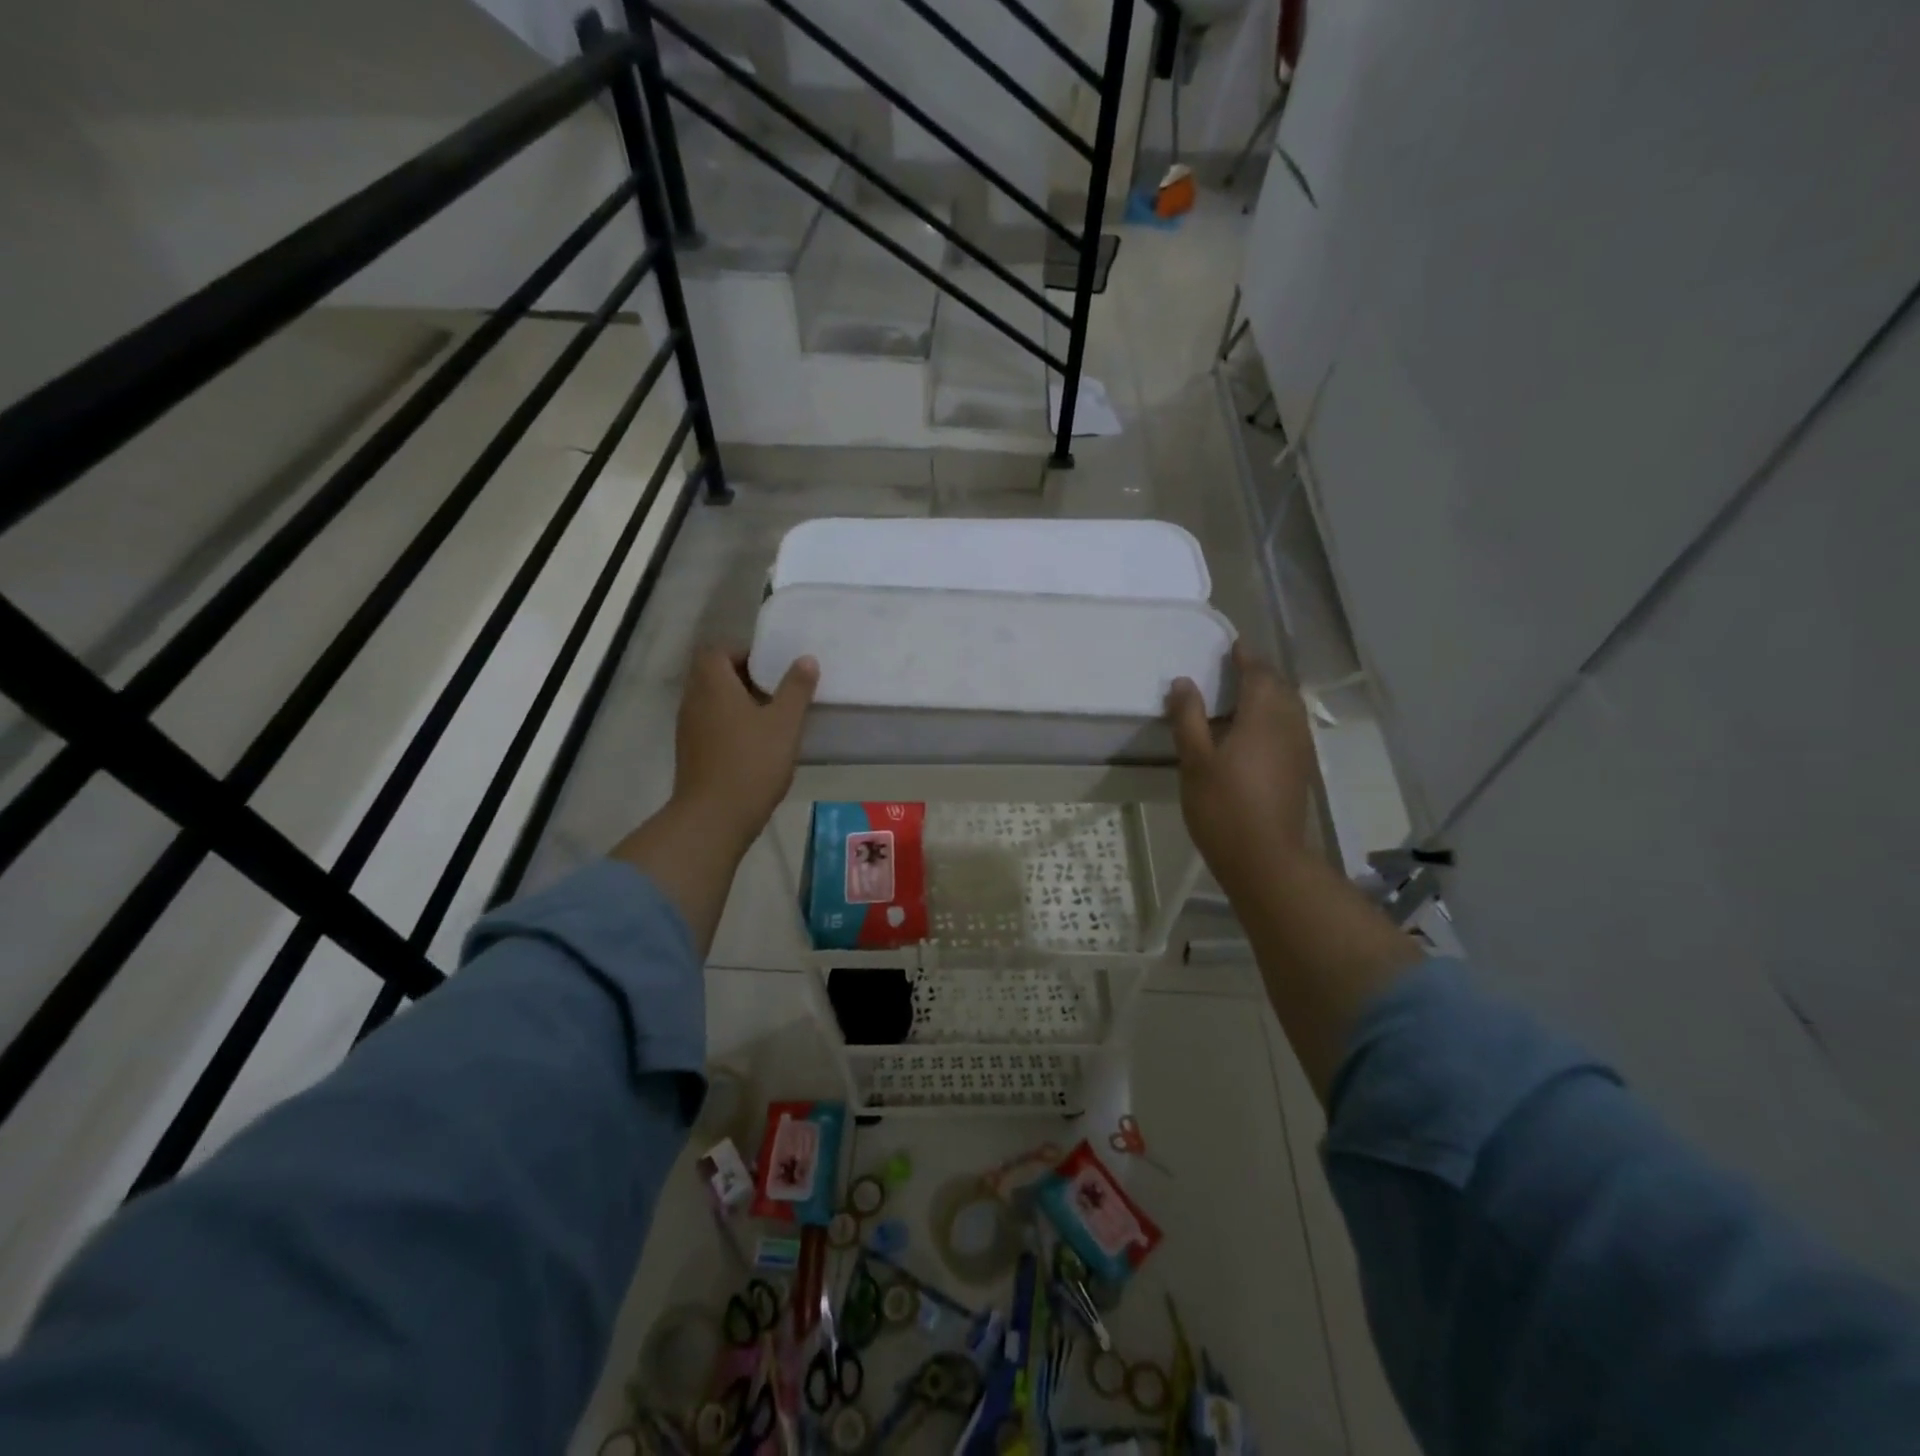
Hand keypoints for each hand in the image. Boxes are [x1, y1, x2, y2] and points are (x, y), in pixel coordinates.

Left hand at [672, 646, 817, 851]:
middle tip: (778, 690)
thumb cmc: (752, 762)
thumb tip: (805, 659)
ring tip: (772, 718)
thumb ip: (796, 688)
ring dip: (739, 703)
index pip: (718, 651)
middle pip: (714, 676)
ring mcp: (688, 728)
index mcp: (712, 685)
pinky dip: (731, 725)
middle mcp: (693, 701)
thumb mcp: (784, 723)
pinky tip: (757, 744)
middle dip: (745, 678)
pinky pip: (711, 725)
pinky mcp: (691, 753)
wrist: (714, 817)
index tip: (772, 667)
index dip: (744, 653)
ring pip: (713, 702)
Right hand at [1166, 642, 1317, 889]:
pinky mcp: (1300, 769)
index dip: (1245, 657)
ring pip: (1289, 708)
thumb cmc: (1223, 807)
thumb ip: (1188, 718)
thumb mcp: (1195, 760)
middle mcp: (1288, 726)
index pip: (1258, 674)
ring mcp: (1299, 749)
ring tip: (1242, 696)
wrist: (1266, 858)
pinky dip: (1274, 717)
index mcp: (1262, 717)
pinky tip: (1254, 732)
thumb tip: (1184, 682)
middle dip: (1259, 673)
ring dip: (1269, 695)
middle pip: (1279, 687)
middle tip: (1233, 668)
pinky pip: (1290, 727)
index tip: (1232, 645)